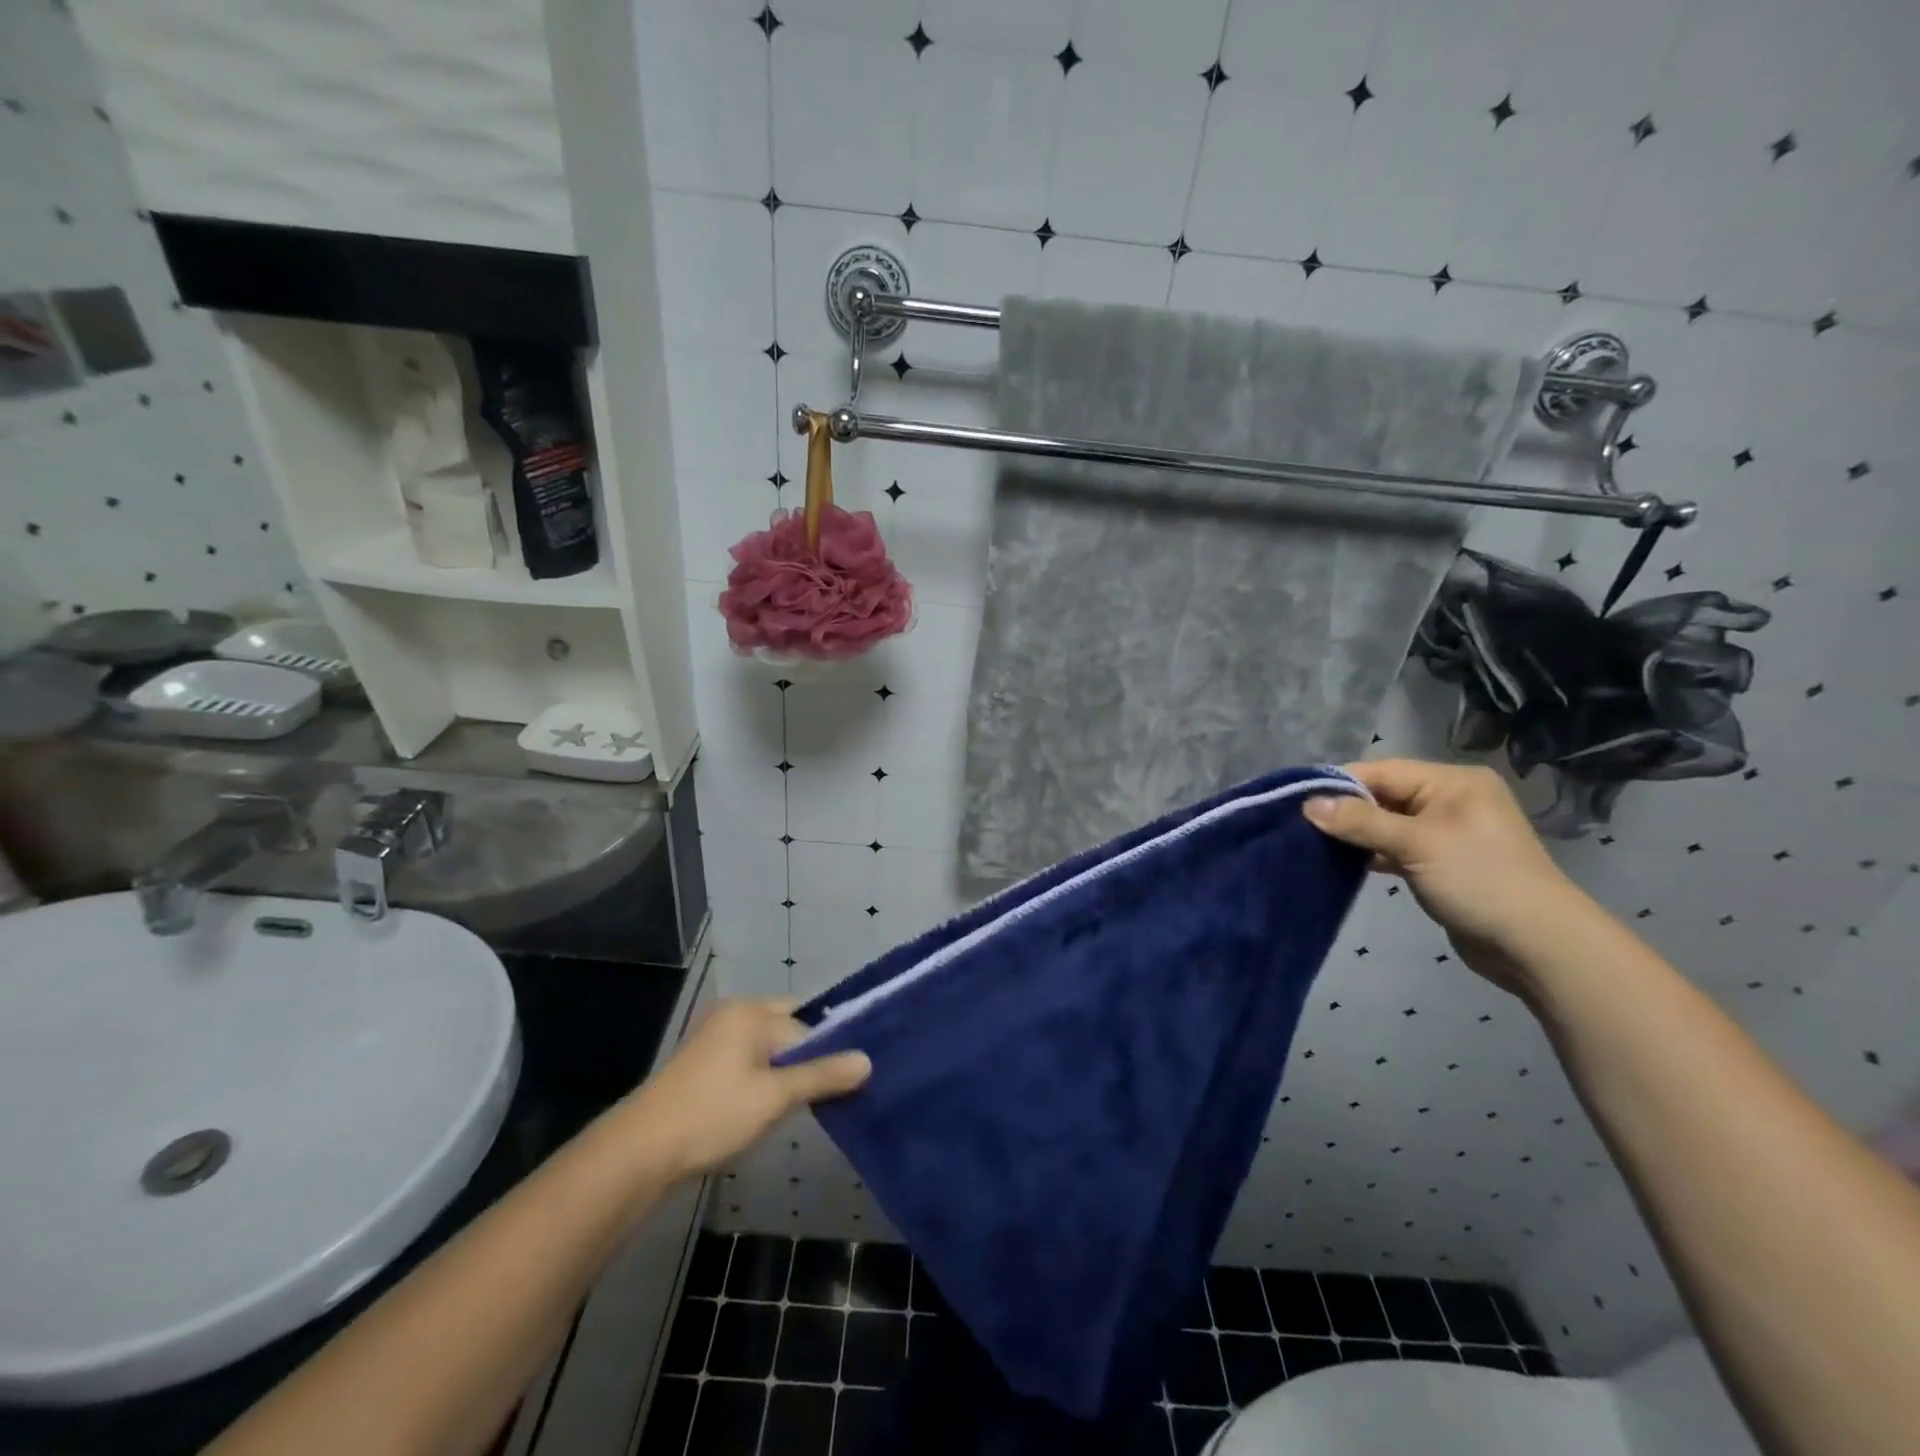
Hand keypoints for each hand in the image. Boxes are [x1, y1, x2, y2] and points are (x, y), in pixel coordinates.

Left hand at [617, 999, 870, 1179]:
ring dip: (786, 1071)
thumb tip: (867, 1060)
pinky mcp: (703, 1064)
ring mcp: (715, 1038)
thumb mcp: (775, 1097)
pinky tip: (770, 1107)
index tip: (847, 1082)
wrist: (640, 1153)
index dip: (828, 1052)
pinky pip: (749, 1059)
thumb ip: (822, 1075)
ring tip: (803, 1104)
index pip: (806, 1024)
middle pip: (788, 1027)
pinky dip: (765, 1077)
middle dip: (808, 1057)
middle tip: (830, 1091)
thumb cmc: (712, 1115)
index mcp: (751, 1012)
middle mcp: (734, 1014)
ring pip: (768, 1046)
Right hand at [1302, 759, 1592, 995]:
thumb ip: (1360, 821)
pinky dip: (1372, 853)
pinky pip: (1397, 847)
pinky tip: (1344, 862)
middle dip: (1345, 810)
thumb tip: (1308, 804)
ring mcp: (1448, 832)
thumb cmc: (1479, 881)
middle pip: (1383, 795)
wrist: (1539, 946)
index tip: (1297, 801)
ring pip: (1387, 823)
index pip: (1382, 771)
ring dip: (1356, 834)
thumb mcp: (1416, 844)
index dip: (1339, 784)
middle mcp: (1451, 799)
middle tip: (1302, 825)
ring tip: (1315, 843)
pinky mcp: (1442, 863)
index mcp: (1452, 782)